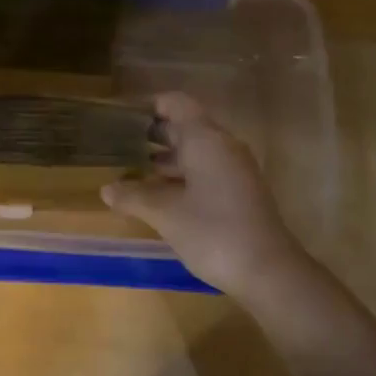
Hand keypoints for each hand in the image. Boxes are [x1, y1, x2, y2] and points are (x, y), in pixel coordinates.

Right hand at [102, 92, 309, 298]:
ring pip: (196, 152)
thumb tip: (106, 189)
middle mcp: (223, 147)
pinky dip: (182, 177)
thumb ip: (134, 197)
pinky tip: (160, 197)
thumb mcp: (166, 215)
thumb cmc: (213, 232)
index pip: (176, 103)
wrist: (268, 271)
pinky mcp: (240, 192)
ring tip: (133, 173)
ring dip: (166, 160)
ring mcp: (235, 170)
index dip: (149, 106)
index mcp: (206, 140)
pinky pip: (206, 172)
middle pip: (186, 127)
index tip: (122, 119)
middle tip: (119, 147)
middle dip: (152, 136)